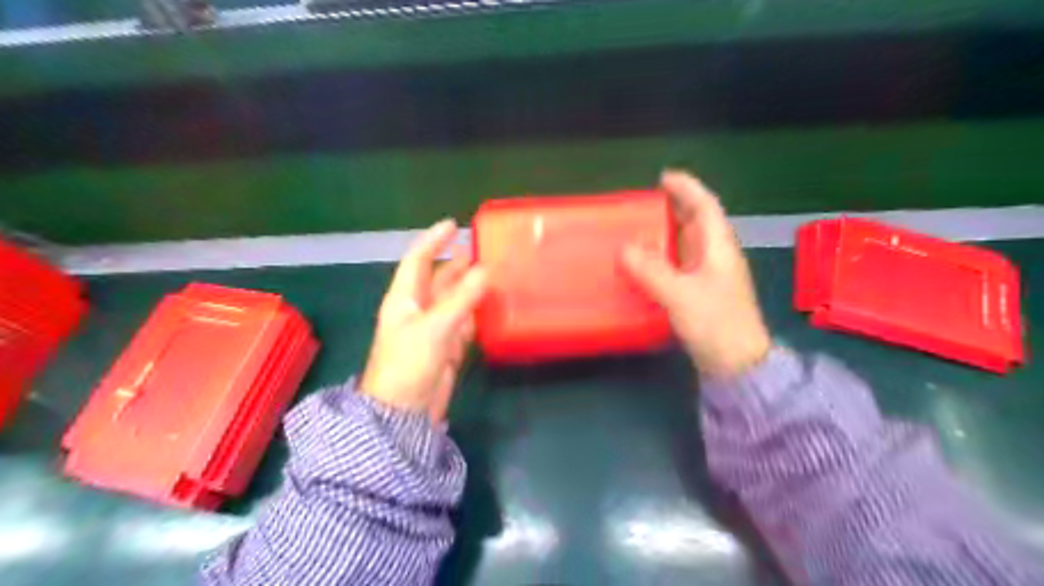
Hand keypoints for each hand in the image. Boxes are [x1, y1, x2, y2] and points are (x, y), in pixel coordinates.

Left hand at [359, 220, 490, 420]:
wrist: (403, 412)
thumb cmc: (409, 364)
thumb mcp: (435, 327)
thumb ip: (462, 298)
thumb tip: (487, 269)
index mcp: (405, 299)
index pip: (417, 260)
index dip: (433, 240)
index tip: (454, 225)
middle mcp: (418, 309)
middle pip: (439, 278)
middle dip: (458, 263)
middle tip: (484, 249)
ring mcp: (434, 329)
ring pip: (455, 300)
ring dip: (472, 287)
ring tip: (495, 273)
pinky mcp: (447, 347)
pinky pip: (465, 322)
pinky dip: (478, 312)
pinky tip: (493, 305)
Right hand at [622, 171, 767, 377]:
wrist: (736, 366)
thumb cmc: (716, 325)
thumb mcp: (681, 295)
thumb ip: (652, 271)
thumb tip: (624, 249)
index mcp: (718, 248)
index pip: (705, 206)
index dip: (687, 188)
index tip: (663, 178)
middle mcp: (715, 257)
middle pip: (695, 223)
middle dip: (672, 209)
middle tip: (642, 205)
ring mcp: (708, 277)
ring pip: (685, 245)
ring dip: (664, 235)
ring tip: (637, 231)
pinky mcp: (699, 295)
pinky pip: (678, 266)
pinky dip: (661, 260)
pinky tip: (644, 266)